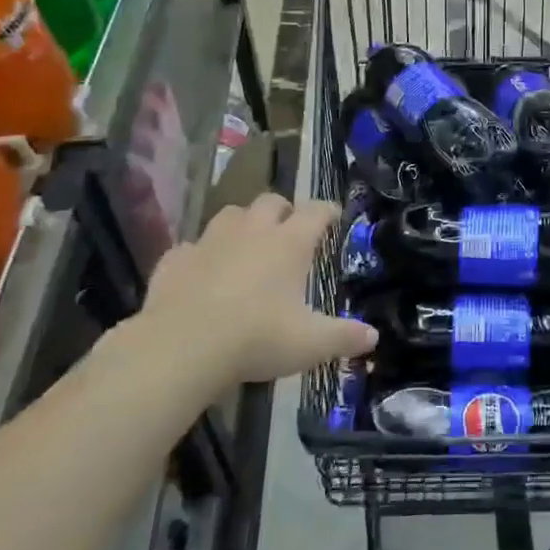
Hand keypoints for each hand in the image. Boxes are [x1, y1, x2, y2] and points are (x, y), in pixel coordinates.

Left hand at [143, 194, 377, 387]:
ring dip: (242, 223)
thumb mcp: (310, 344)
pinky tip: (201, 273)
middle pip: (271, 201)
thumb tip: (374, 336)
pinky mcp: (175, 260)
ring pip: (230, 214)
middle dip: (283, 210)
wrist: (181, 348)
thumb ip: (344, 337)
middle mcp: (252, 231)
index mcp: (289, 243)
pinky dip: (200, 255)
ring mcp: (210, 241)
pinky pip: (191, 247)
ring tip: (247, 244)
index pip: (316, 212)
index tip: (334, 216)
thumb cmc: (257, 338)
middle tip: (289, 230)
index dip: (328, 211)